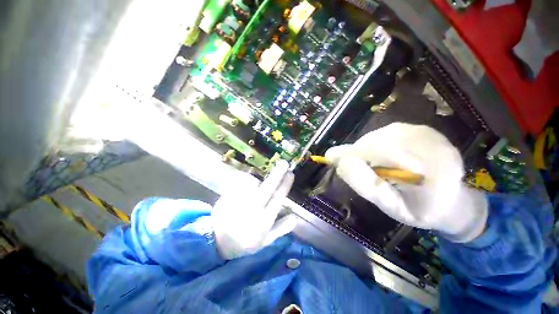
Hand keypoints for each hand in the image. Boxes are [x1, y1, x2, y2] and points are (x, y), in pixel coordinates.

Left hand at [212, 160, 297, 258]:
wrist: (216, 241)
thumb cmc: (244, 241)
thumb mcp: (265, 241)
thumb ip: (281, 228)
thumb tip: (295, 217)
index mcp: (263, 220)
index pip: (277, 199)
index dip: (285, 185)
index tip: (291, 173)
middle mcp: (252, 209)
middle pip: (268, 188)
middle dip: (277, 174)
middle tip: (284, 163)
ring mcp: (239, 201)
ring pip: (253, 182)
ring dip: (258, 179)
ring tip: (257, 185)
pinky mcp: (228, 195)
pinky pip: (240, 182)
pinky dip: (246, 180)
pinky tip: (247, 185)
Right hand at [325, 123, 487, 241]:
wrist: (451, 199)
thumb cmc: (420, 209)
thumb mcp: (391, 207)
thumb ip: (366, 185)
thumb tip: (341, 162)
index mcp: (430, 168)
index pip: (379, 152)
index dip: (353, 156)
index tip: (340, 165)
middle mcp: (430, 143)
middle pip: (375, 141)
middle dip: (359, 155)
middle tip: (360, 170)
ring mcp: (426, 132)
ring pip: (377, 136)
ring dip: (366, 150)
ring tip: (374, 166)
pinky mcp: (420, 128)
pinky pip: (385, 133)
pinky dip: (376, 145)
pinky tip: (384, 157)